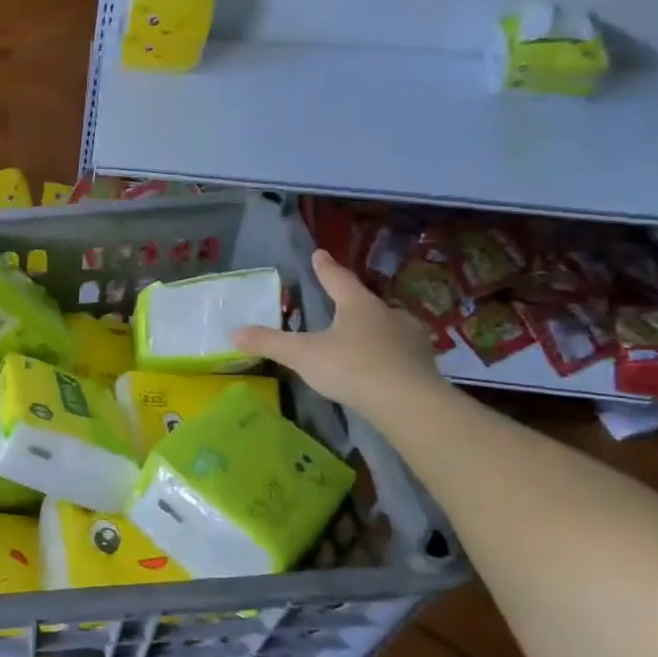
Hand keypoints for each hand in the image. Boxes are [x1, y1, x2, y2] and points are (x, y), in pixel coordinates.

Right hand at [233, 250, 444, 415]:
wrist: (408, 403)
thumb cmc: (351, 367)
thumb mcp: (302, 355)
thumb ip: (270, 343)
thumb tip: (234, 332)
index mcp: (358, 305)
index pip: (337, 279)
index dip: (325, 268)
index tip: (320, 253)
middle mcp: (388, 314)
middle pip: (366, 303)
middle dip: (353, 304)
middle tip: (342, 306)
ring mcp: (410, 339)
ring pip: (388, 327)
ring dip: (375, 331)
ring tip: (361, 340)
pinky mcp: (423, 364)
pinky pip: (400, 353)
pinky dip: (388, 355)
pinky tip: (381, 366)